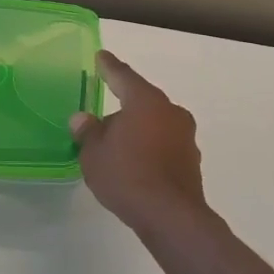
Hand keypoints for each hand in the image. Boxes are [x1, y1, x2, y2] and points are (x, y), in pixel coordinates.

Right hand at [70, 50, 210, 240]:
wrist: (171, 217)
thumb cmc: (127, 175)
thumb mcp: (94, 153)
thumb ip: (88, 132)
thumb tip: (82, 119)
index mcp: (145, 101)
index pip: (123, 76)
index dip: (109, 67)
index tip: (101, 56)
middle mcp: (170, 111)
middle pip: (141, 100)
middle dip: (123, 106)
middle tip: (102, 116)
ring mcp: (185, 137)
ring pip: (154, 123)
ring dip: (137, 129)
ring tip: (116, 145)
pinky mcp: (191, 161)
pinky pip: (163, 144)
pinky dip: (149, 147)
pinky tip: (135, 164)